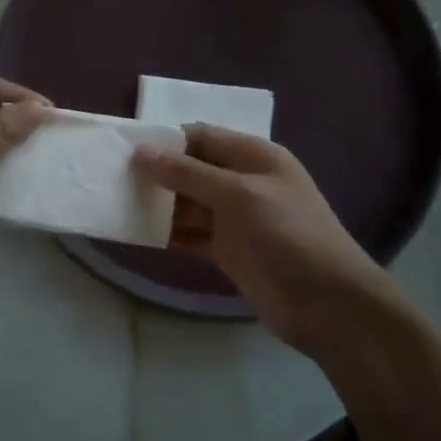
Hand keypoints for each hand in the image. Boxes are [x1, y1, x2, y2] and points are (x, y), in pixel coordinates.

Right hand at [133, 125, 412, 360]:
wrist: (328, 304)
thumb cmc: (289, 236)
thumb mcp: (239, 195)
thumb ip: (189, 173)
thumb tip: (142, 152)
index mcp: (254, 157)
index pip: (201, 137)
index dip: (165, 140)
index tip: (125, 149)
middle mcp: (242, 182)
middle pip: (190, 169)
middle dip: (156, 173)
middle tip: (112, 179)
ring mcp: (234, 219)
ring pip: (186, 203)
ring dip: (157, 205)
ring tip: (116, 205)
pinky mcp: (227, 250)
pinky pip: (189, 234)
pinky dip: (166, 234)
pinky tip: (136, 234)